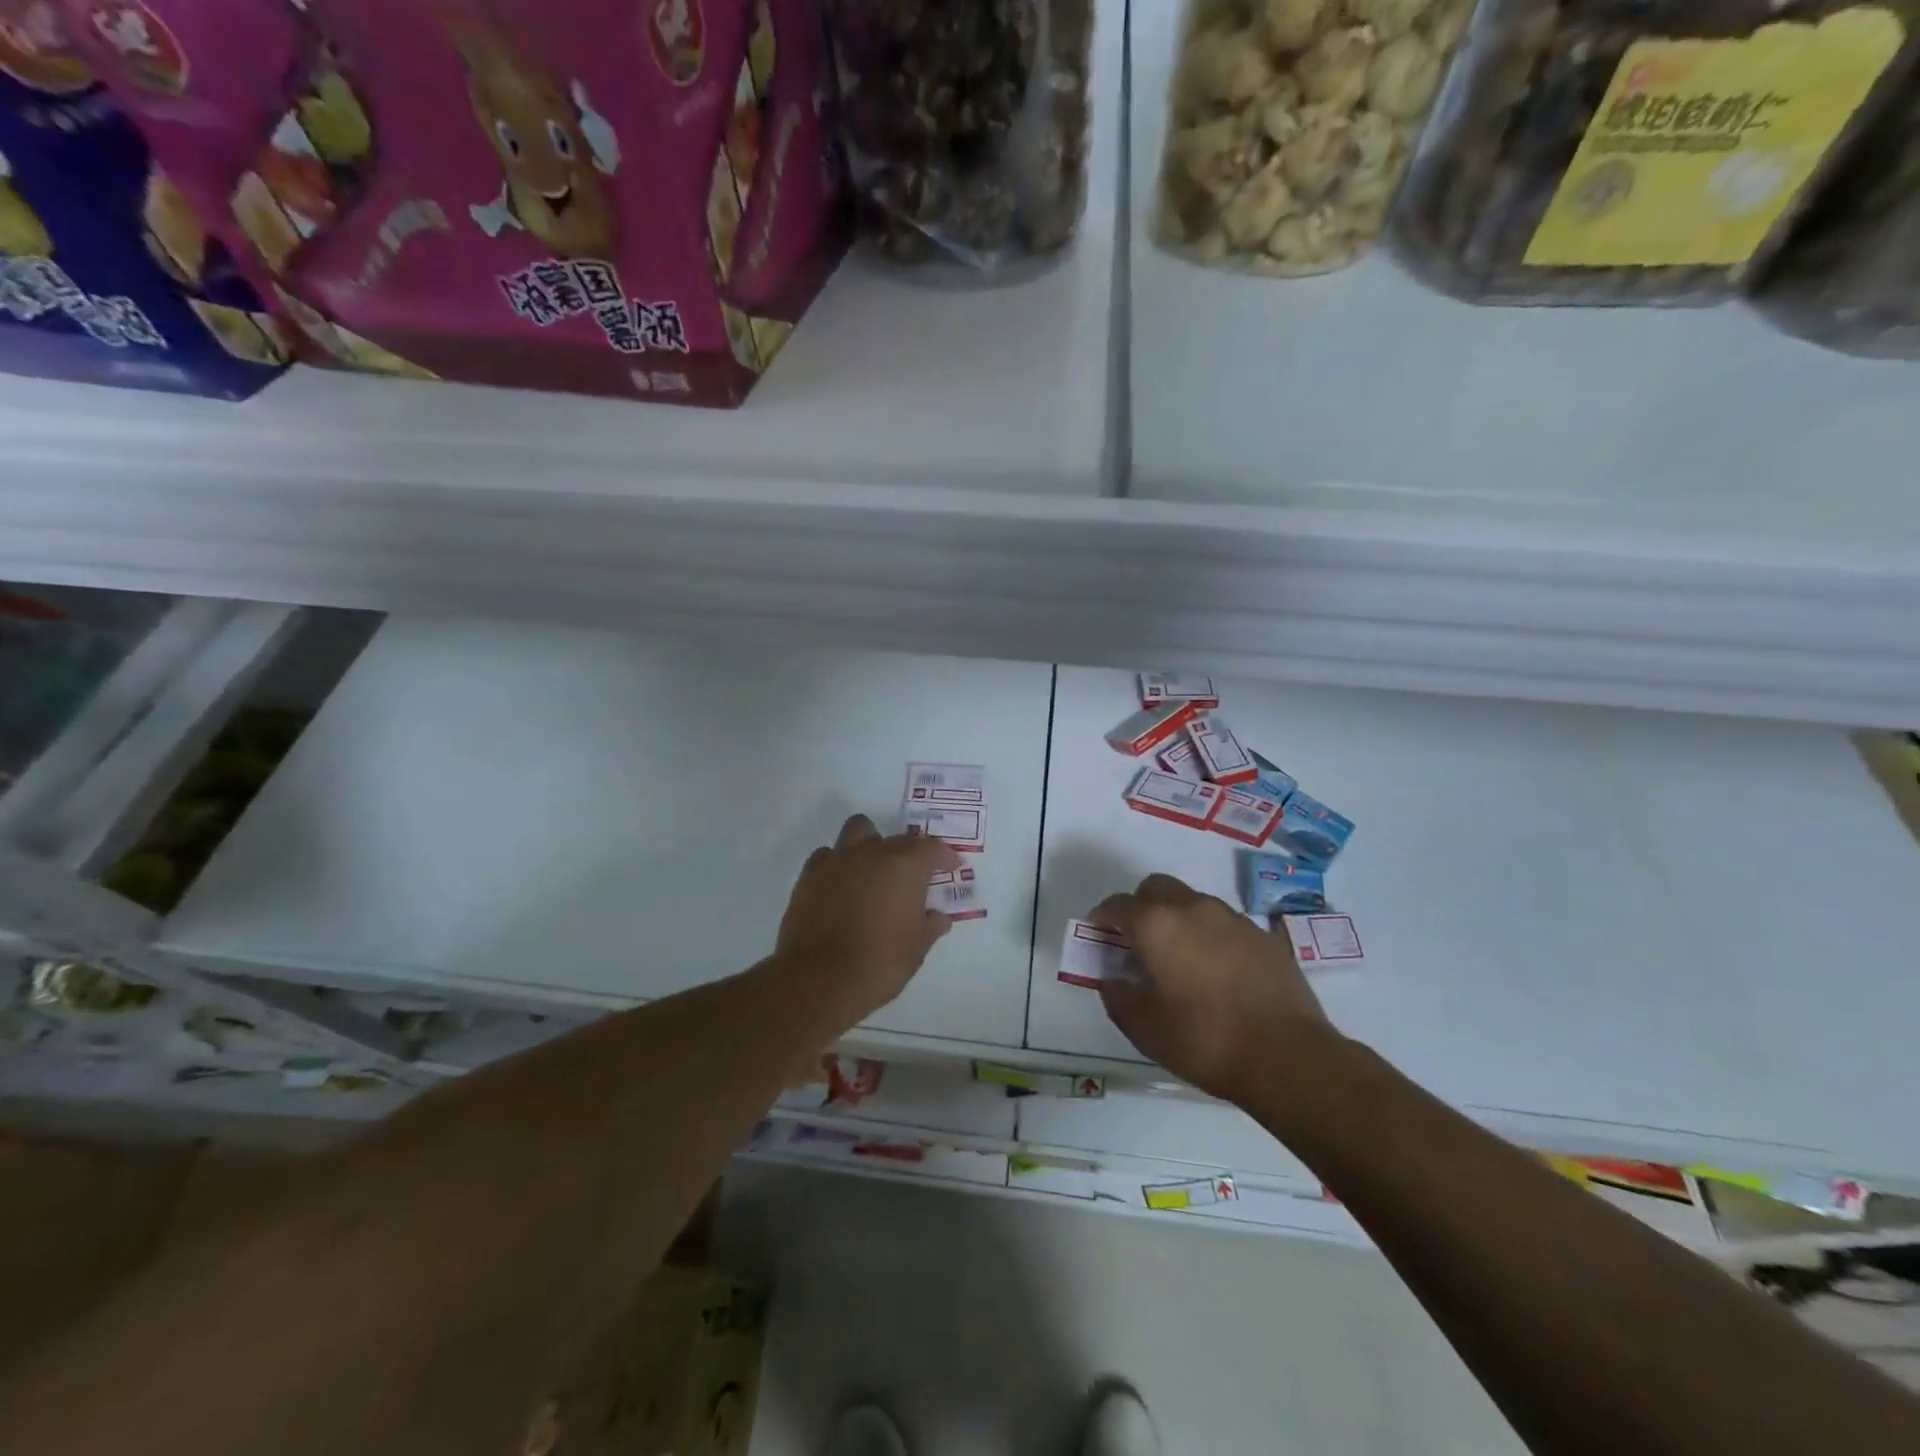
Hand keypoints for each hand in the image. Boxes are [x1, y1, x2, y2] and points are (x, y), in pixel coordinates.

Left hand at [775, 814, 960, 1021]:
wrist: (820, 979)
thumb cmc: (880, 962)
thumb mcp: (918, 948)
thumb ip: (931, 925)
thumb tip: (938, 917)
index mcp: (905, 865)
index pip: (932, 848)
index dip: (944, 856)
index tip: (950, 867)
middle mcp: (872, 853)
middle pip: (897, 839)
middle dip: (908, 854)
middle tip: (911, 879)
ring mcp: (837, 860)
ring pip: (857, 830)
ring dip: (869, 844)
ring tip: (873, 870)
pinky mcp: (809, 875)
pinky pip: (827, 855)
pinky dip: (838, 864)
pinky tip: (841, 885)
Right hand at [1089, 873, 1330, 1101]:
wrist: (1288, 1057)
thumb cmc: (1205, 1041)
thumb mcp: (1144, 1028)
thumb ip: (1118, 996)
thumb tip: (1113, 979)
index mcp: (1157, 925)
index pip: (1117, 905)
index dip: (1101, 918)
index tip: (1097, 936)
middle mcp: (1193, 908)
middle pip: (1156, 888)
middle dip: (1140, 907)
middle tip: (1138, 942)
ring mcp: (1232, 918)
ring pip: (1192, 902)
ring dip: (1177, 919)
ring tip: (1180, 959)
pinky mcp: (1263, 935)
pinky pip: (1224, 923)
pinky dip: (1210, 935)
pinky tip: (1216, 971)